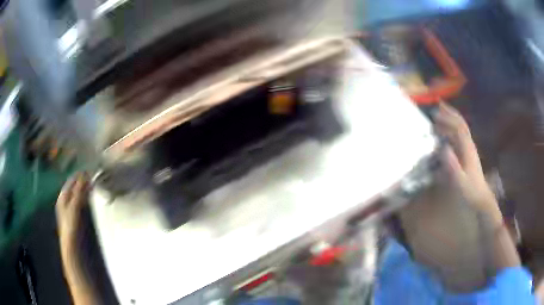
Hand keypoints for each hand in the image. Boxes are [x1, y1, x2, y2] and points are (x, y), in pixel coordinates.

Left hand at [56, 173, 89, 248]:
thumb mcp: (75, 206)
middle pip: (76, 187)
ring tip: (96, 187)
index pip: (72, 180)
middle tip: (96, 179)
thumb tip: (86, 174)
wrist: (73, 246)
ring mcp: (71, 209)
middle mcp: (66, 200)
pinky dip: (87, 199)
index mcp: (63, 196)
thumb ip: (79, 190)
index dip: (81, 175)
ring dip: (86, 191)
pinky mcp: (77, 217)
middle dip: (84, 182)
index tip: (93, 172)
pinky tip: (93, 200)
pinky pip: (82, 203)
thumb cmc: (71, 225)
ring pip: (79, 195)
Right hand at [435, 103, 501, 223]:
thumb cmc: (470, 191)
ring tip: (439, 116)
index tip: (436, 113)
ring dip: (451, 120)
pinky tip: (446, 132)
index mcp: (468, 149)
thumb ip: (453, 166)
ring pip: (461, 129)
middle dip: (450, 113)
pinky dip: (452, 130)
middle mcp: (469, 145)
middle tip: (438, 106)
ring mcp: (469, 149)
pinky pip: (460, 137)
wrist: (481, 198)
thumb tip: (443, 148)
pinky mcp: (468, 154)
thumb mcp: (460, 181)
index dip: (448, 118)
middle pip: (461, 124)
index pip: (459, 127)